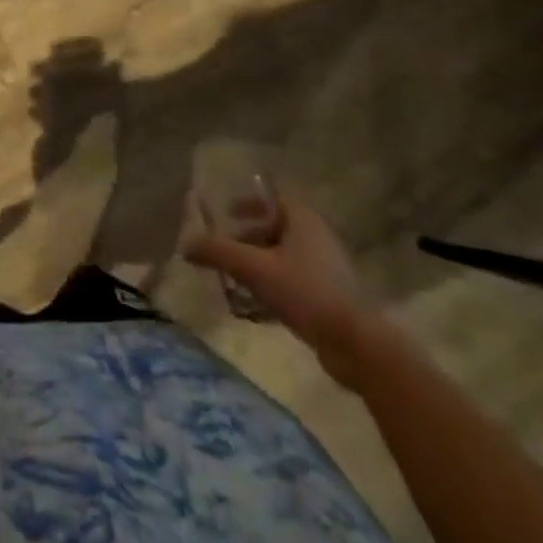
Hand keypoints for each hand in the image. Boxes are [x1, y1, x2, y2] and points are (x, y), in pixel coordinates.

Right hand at [183, 192, 383, 387]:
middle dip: (247, 236)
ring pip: (283, 255)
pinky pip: (293, 279)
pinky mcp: (330, 295)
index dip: (247, 201)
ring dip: (257, 262)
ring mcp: (326, 267)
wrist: (357, 345)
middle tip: (223, 249)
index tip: (225, 213)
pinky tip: (255, 304)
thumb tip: (185, 245)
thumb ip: (218, 252)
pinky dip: (272, 283)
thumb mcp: (254, 268)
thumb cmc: (305, 292)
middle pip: (275, 226)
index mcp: (303, 219)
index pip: (272, 196)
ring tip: (234, 278)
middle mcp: (317, 236)